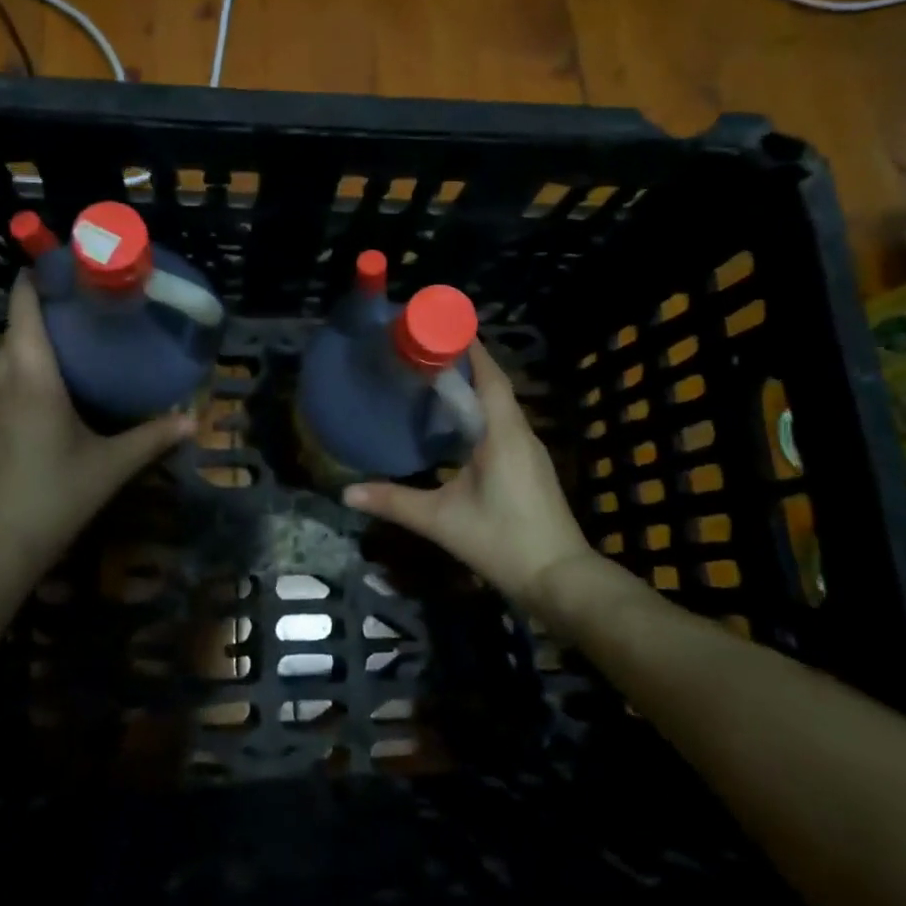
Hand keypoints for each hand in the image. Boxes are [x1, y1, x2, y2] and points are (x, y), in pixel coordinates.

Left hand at [0, 275, 192, 581]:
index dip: (39, 277)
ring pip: (10, 350)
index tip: (72, 264)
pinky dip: (30, 359)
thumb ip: (152, 438)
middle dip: (45, 302)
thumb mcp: (111, 466)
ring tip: (81, 328)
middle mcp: (7, 380)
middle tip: (91, 298)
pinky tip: (62, 376)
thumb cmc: (55, 496)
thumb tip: (192, 418)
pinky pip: (9, 374)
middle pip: (16, 323)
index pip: (23, 307)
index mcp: (34, 377)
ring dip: (36, 331)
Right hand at [343, 343, 598, 612]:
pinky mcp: (531, 467)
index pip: (488, 374)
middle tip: (424, 350)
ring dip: (474, 387)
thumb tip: (346, 493)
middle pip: (494, 383)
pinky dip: (482, 411)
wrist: (560, 579)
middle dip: (464, 362)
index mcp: (503, 433)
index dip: (467, 347)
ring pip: (501, 405)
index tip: (438, 326)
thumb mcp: (442, 521)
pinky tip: (458, 424)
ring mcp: (530, 450)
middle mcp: (521, 432)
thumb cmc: (502, 541)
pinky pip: (504, 424)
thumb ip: (395, 502)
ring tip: (435, 379)